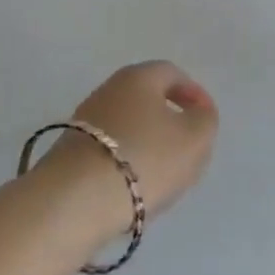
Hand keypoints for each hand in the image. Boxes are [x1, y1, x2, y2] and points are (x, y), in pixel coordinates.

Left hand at [37, 61, 218, 234]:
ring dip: (147, 143)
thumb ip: (205, 119)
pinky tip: (133, 186)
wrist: (75, 201)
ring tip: (161, 174)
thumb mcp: (194, 138)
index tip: (205, 119)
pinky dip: (125, 162)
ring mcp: (84, 121)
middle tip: (186, 148)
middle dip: (169, 119)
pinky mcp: (70, 152)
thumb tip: (197, 111)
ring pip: (127, 125)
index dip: (193, 93)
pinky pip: (109, 149)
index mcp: (138, 77)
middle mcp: (108, 89)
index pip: (172, 73)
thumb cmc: (144, 159)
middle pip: (147, 98)